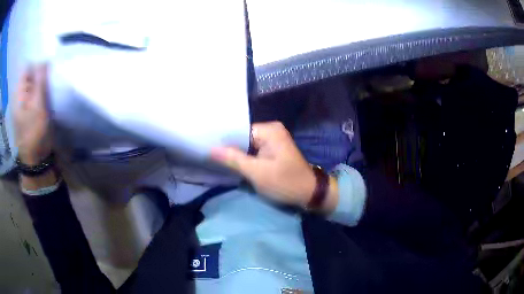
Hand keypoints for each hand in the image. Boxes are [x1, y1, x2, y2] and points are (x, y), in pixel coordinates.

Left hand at [14, 65, 51, 165]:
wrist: (35, 158)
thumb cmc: (35, 133)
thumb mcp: (38, 105)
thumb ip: (40, 81)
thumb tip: (44, 60)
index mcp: (18, 92)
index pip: (27, 67)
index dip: (37, 64)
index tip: (47, 68)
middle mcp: (19, 95)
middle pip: (30, 74)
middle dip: (39, 73)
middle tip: (49, 80)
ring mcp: (22, 103)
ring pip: (33, 83)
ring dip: (41, 83)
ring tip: (48, 88)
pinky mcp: (27, 109)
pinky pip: (34, 92)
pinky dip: (40, 91)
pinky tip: (45, 95)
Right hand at [211, 122, 337, 210]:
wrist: (310, 193)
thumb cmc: (285, 182)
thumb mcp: (257, 172)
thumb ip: (233, 159)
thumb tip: (210, 149)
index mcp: (269, 130)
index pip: (238, 130)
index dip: (223, 140)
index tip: (206, 148)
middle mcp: (271, 130)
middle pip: (242, 137)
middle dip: (228, 148)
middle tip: (208, 156)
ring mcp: (273, 140)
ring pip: (247, 145)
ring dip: (236, 155)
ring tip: (215, 160)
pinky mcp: (273, 150)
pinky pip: (254, 151)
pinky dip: (245, 159)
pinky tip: (231, 164)